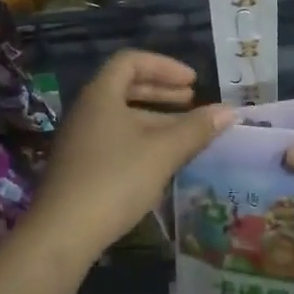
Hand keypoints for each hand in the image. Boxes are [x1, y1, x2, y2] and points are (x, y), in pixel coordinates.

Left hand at [29, 51, 234, 258]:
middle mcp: (86, 110)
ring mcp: (80, 140)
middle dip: (161, 92)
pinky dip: (141, 140)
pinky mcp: (79, 166)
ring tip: (185, 135)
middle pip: (125, 87)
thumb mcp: (163, 152)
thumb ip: (196, 129)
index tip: (193, 83)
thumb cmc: (116, 179)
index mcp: (101, 95)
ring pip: (121, 117)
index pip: (131, 61)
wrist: (64, 231)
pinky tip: (161, 162)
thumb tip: (229, 111)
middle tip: (191, 101)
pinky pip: (114, 140)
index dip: (165, 66)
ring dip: (154, 120)